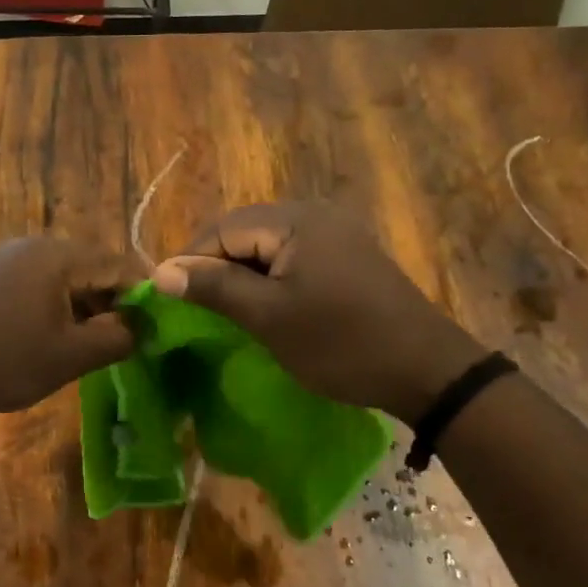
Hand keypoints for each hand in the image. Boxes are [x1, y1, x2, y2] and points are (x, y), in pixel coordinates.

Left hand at [0, 237, 137, 421]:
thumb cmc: (3, 361)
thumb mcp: (70, 356)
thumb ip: (117, 338)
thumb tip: (142, 327)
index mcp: (56, 256)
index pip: (117, 264)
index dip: (142, 293)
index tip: (156, 324)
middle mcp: (29, 245)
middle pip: (88, 265)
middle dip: (110, 299)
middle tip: (122, 337)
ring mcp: (2, 258)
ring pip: (59, 275)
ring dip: (80, 303)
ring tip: (87, 341)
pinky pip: (32, 282)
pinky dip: (51, 303)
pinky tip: (47, 335)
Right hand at [152, 203, 482, 419]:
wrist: (428, 372)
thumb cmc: (341, 343)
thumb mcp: (269, 317)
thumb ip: (213, 288)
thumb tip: (159, 272)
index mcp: (295, 220)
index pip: (222, 229)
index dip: (191, 261)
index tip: (172, 300)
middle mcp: (315, 214)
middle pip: (244, 232)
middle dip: (215, 266)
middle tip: (198, 309)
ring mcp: (336, 233)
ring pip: (267, 245)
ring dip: (241, 274)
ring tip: (226, 310)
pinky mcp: (348, 256)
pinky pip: (292, 256)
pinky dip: (270, 278)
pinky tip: (266, 306)